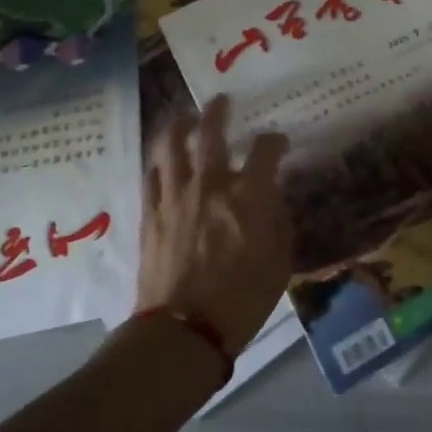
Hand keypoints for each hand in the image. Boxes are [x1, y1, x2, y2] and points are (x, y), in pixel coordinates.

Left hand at [134, 95, 291, 355]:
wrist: (185, 330)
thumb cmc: (243, 299)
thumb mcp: (280, 260)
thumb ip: (278, 220)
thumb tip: (271, 197)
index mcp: (249, 193)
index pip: (265, 149)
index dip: (274, 140)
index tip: (277, 142)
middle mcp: (210, 183)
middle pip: (211, 131)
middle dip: (218, 110)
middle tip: (221, 100)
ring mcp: (176, 195)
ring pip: (171, 144)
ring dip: (180, 125)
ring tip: (185, 117)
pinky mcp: (151, 213)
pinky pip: (152, 174)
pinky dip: (160, 161)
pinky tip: (164, 160)